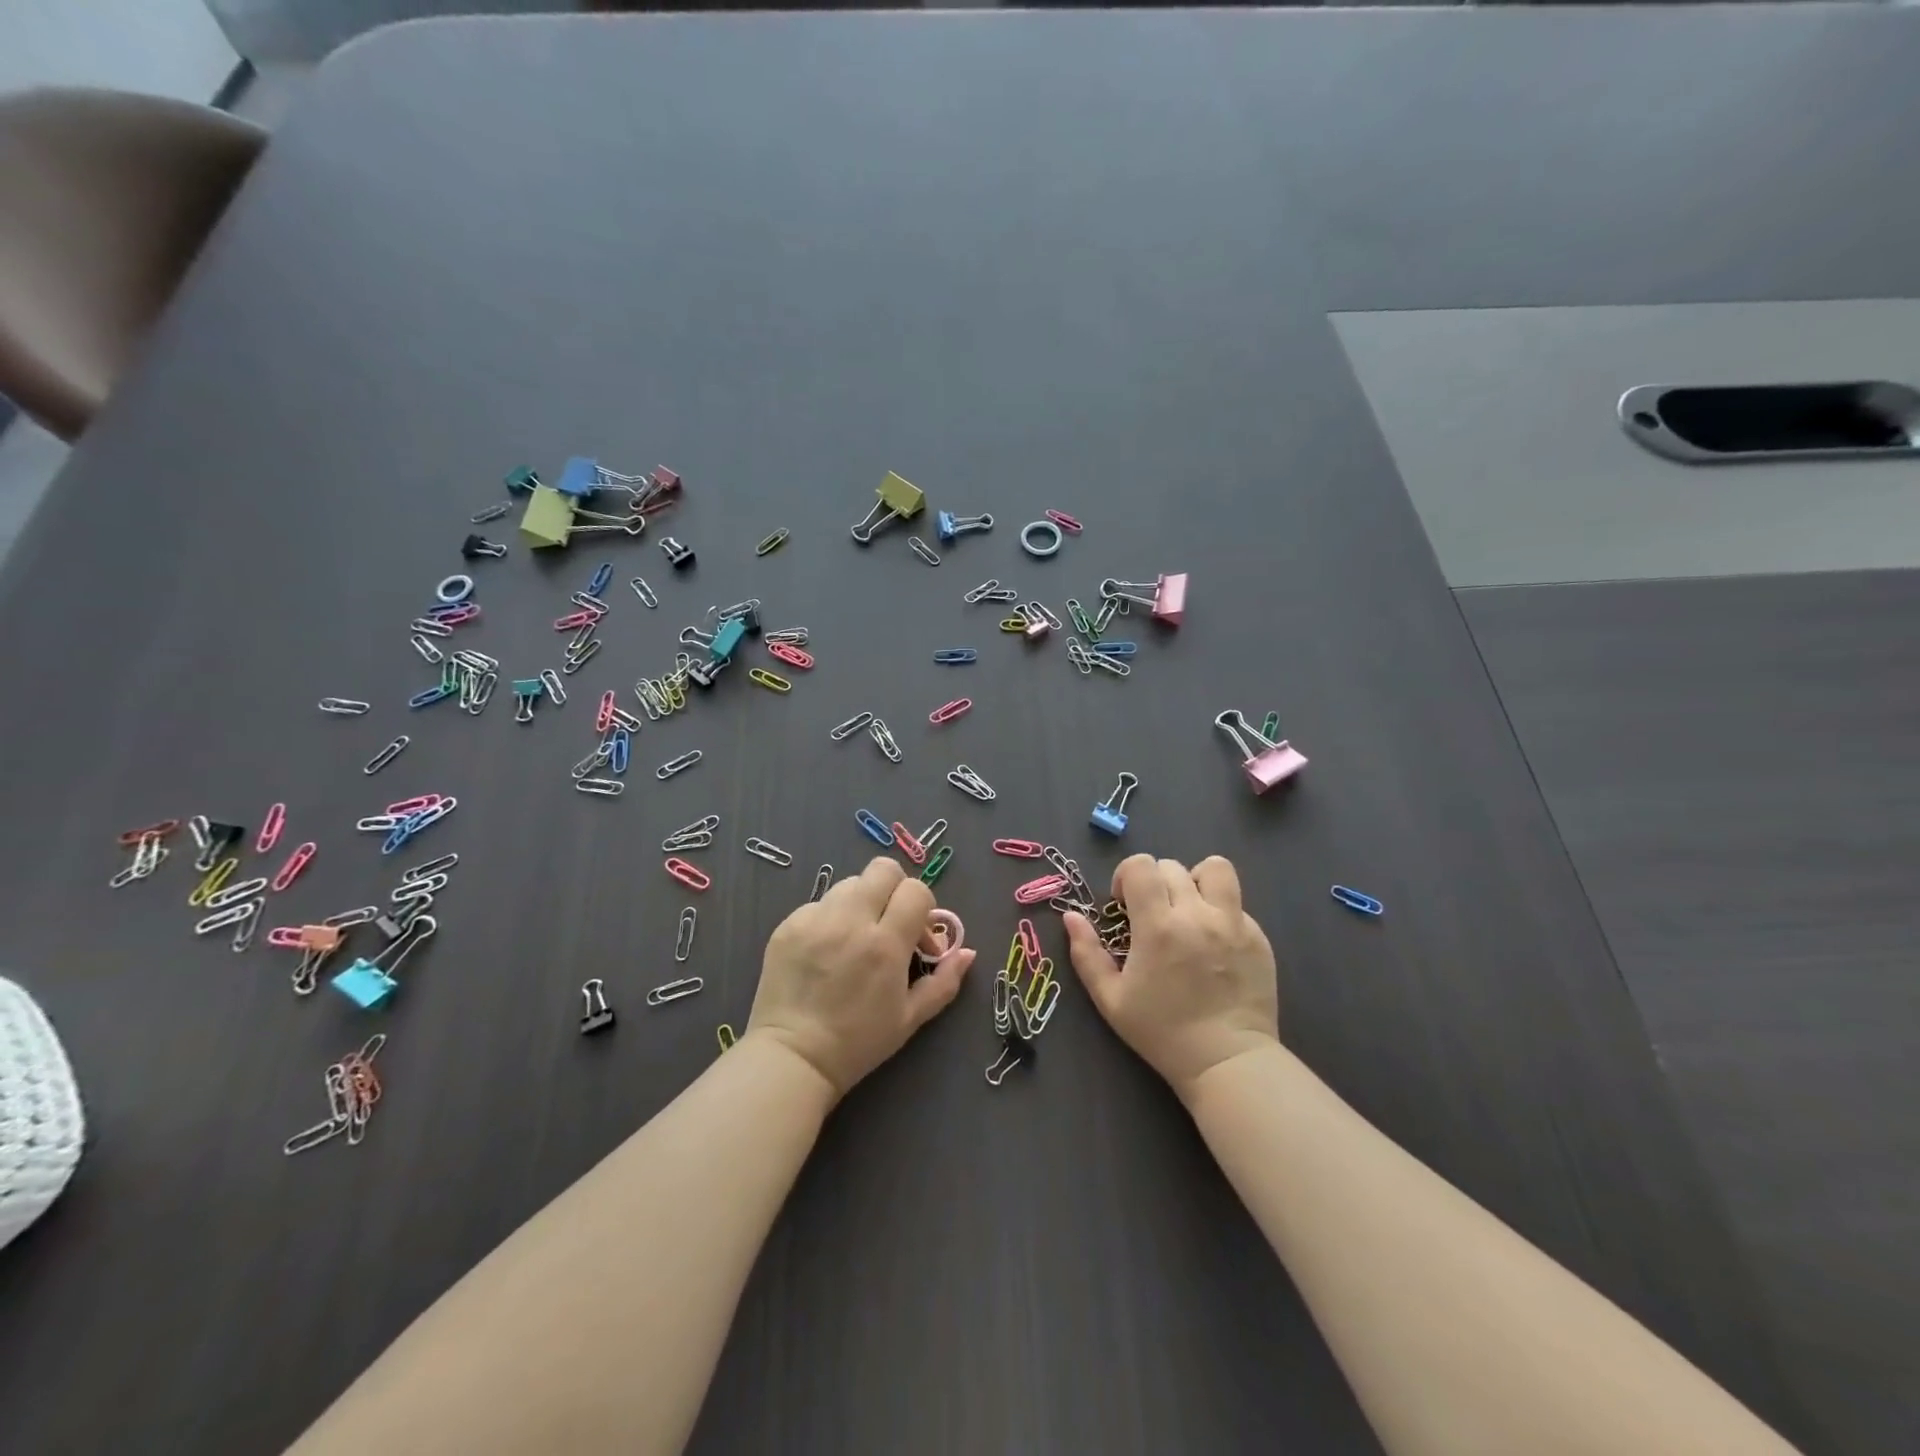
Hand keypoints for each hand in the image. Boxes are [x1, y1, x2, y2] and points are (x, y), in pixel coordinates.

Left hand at [747, 857, 974, 1098]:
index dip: (923, 906)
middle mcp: (851, 921)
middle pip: (883, 870)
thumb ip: (945, 981)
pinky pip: (819, 904)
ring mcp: (815, 919)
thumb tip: (968, 952)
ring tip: (856, 936)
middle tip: (890, 921)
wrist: (793, 1058)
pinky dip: (831, 919)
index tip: (916, 934)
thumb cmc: (859, 1042)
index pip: (915, 890)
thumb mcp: (911, 1018)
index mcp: (885, 944)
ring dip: (862, 902)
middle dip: (894, 889)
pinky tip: (826, 950)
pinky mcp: (788, 924)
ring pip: (850, 883)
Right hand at [1064, 854, 1278, 1099]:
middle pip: (1172, 866)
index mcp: (1158, 926)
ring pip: (1215, 869)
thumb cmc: (1162, 1032)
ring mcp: (1235, 923)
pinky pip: (1236, 904)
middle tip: (1152, 915)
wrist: (1227, 1061)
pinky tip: (1214, 944)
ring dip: (1196, 881)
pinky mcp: (1259, 937)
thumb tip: (1071, 916)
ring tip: (1189, 909)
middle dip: (1155, 883)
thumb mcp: (1110, 999)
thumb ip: (1086, 953)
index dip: (1126, 876)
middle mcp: (1198, 914)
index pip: (1141, 865)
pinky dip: (1220, 912)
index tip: (1125, 905)